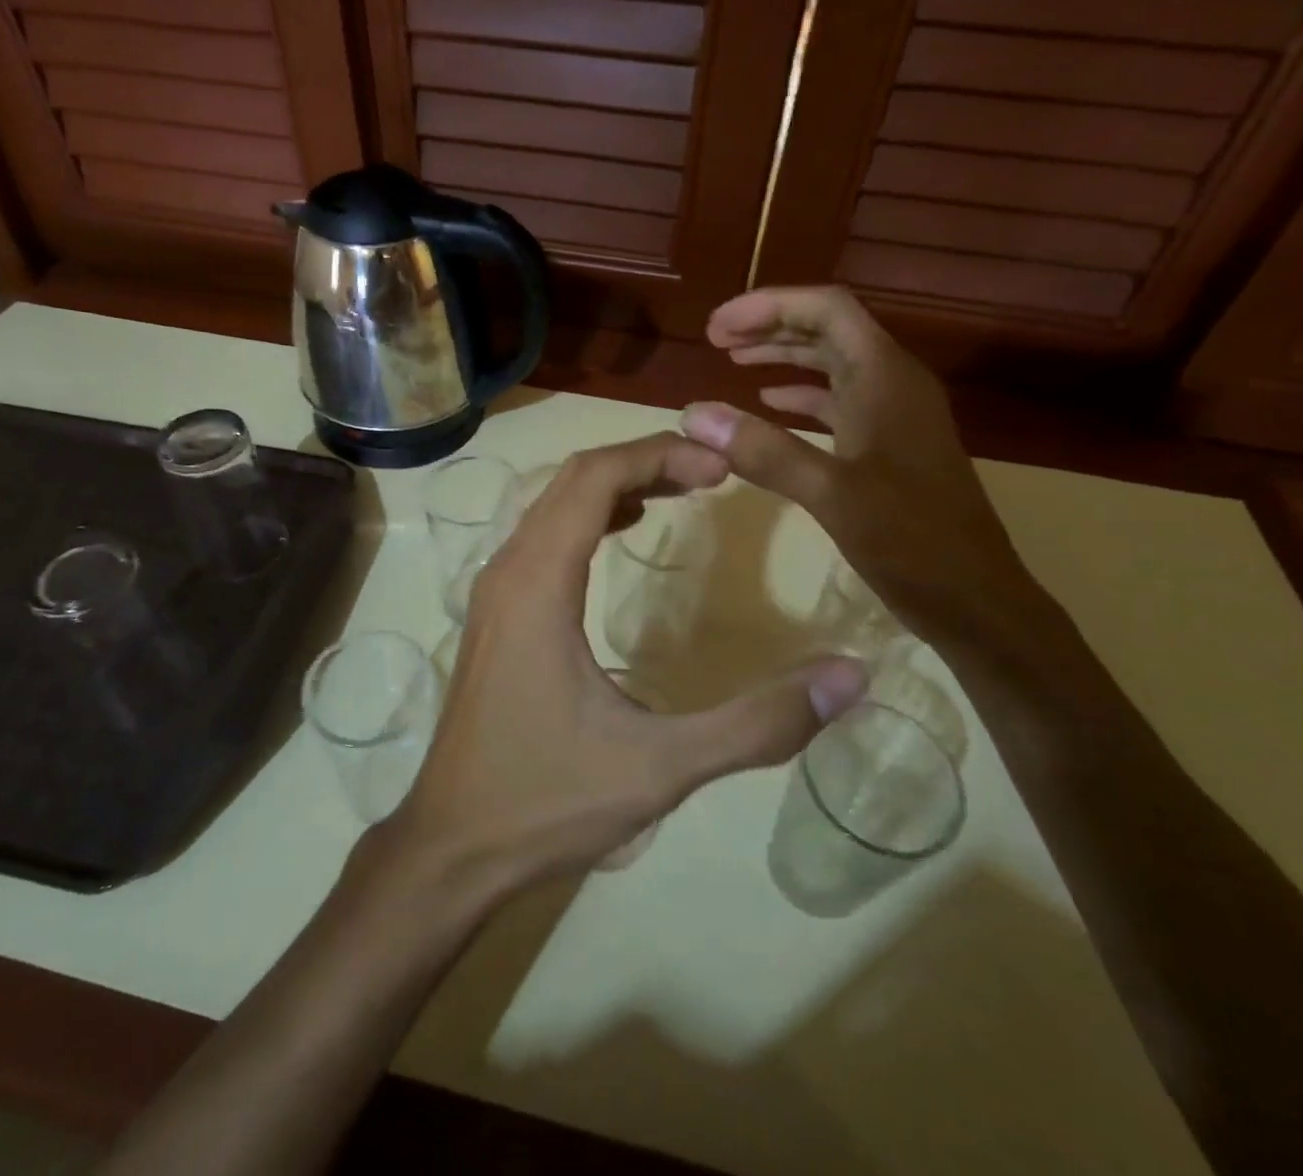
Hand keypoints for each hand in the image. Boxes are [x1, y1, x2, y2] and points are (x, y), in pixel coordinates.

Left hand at [388, 432, 866, 895]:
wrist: (451, 847)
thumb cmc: (547, 800)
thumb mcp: (661, 767)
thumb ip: (757, 723)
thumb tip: (851, 677)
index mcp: (538, 582)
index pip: (595, 477)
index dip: (660, 456)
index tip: (722, 466)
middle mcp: (508, 569)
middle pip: (574, 479)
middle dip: (644, 461)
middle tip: (713, 472)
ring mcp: (495, 591)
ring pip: (553, 504)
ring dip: (616, 485)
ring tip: (681, 489)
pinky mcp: (495, 615)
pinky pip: (543, 537)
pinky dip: (589, 516)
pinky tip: (624, 532)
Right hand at [680, 286, 1036, 654]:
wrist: (974, 600)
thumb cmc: (912, 541)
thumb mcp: (832, 494)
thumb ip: (764, 451)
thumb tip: (695, 414)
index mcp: (886, 378)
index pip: (827, 309)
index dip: (769, 305)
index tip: (717, 326)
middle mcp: (892, 385)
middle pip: (828, 329)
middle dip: (770, 325)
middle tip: (714, 339)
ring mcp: (893, 416)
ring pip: (833, 364)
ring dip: (783, 355)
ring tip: (732, 359)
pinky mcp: (888, 447)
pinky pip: (838, 402)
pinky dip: (800, 397)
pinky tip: (769, 405)